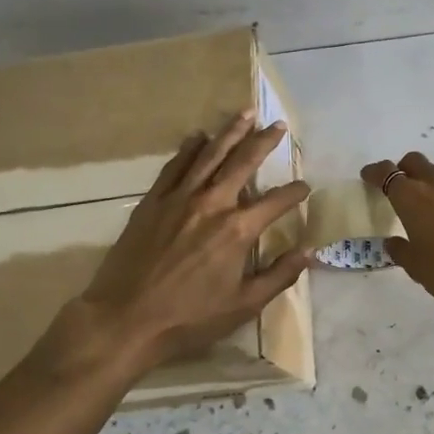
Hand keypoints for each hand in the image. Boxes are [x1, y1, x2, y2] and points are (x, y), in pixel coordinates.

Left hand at [28, 113, 312, 380]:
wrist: (125, 319)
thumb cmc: (189, 318)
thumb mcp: (244, 305)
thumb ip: (279, 275)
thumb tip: (309, 252)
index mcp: (237, 230)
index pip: (276, 202)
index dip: (294, 192)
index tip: (305, 186)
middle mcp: (211, 204)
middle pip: (243, 163)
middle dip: (264, 142)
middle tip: (277, 125)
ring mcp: (179, 199)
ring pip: (209, 155)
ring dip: (229, 133)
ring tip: (244, 114)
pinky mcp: (152, 202)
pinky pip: (174, 167)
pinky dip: (188, 149)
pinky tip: (197, 137)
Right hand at [361, 152, 433, 339]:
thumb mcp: (416, 267)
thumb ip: (401, 251)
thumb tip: (394, 242)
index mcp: (412, 197)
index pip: (386, 173)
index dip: (375, 172)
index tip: (368, 176)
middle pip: (415, 161)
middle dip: (404, 168)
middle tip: (400, 185)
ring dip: (432, 180)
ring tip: (432, 202)